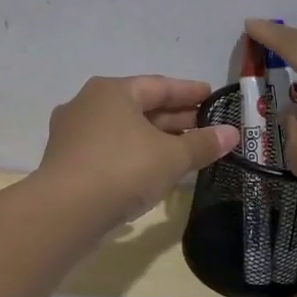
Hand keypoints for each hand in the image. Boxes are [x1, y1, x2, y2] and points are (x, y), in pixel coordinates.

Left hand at [36, 75, 241, 225]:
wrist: (65, 211)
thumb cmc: (123, 169)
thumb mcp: (171, 157)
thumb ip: (202, 144)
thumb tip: (232, 133)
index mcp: (111, 91)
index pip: (159, 86)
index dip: (189, 92)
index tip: (212, 96)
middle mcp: (88, 104)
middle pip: (139, 107)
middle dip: (174, 118)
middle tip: (205, 125)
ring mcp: (73, 134)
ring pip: (124, 130)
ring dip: (155, 138)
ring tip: (185, 149)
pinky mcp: (67, 162)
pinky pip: (109, 150)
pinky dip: (134, 154)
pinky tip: (152, 169)